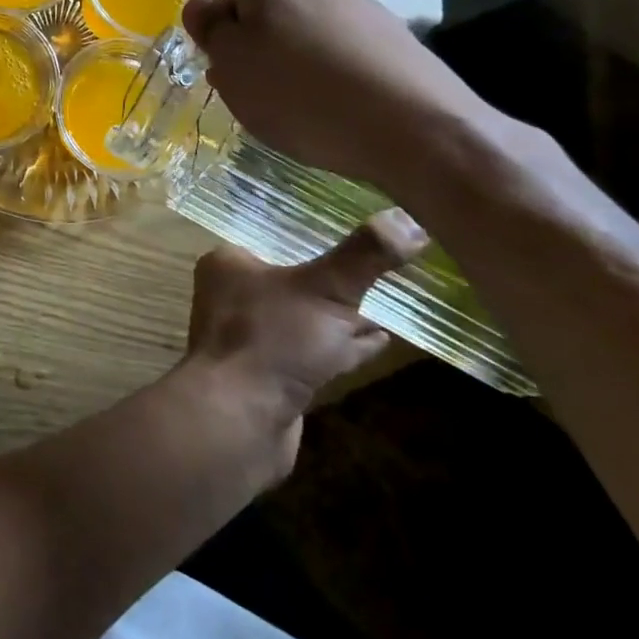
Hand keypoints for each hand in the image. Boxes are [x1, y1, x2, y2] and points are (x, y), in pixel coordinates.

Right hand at [181, 0, 495, 190]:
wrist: (415, 129)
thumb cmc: (301, 96)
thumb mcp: (233, 67)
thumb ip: (210, 31)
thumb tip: (198, 6)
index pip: (229, 5)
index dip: (225, 45)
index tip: (234, 81)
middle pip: (272, 18)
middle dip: (263, 54)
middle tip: (264, 99)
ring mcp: (366, 7)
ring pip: (311, 36)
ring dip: (299, 66)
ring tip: (306, 111)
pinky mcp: (399, 39)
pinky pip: (348, 55)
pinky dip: (337, 77)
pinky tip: (343, 110)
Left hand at [183, 214, 427, 477]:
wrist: (239, 420)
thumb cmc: (273, 339)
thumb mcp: (325, 288)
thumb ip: (365, 255)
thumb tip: (409, 219)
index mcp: (229, 263)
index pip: (277, 240)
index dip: (317, 240)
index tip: (359, 239)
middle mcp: (232, 296)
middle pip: (292, 280)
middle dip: (334, 282)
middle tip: (380, 272)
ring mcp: (248, 339)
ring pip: (303, 318)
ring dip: (341, 317)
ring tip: (386, 306)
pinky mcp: (267, 377)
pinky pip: (310, 353)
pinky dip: (340, 348)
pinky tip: (377, 343)